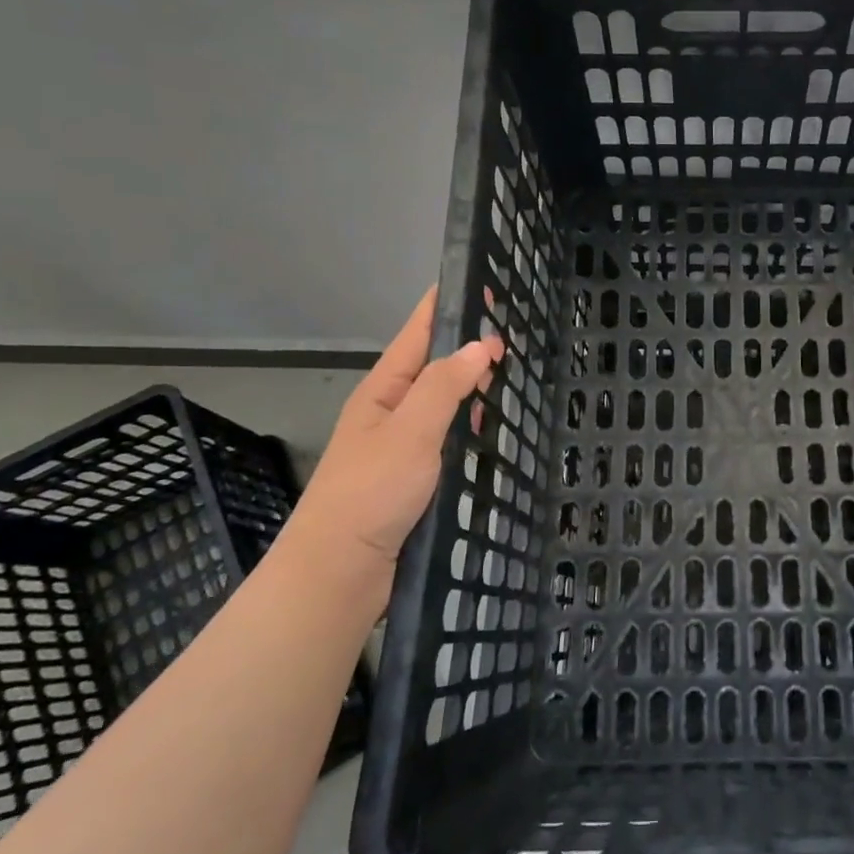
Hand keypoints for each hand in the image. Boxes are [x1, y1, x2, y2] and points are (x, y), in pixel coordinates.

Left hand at [284, 288, 501, 615]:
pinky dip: (473, 424)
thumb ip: (445, 385)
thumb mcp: (410, 430)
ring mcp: (403, 445)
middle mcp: (393, 411)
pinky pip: (450, 436)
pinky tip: (495, 427)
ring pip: (446, 402)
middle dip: (469, 343)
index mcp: (384, 390)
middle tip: (516, 328)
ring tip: (514, 369)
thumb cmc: (370, 493)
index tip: (482, 280)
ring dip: (474, 384)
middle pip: (435, 364)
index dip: (447, 304)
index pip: (419, 332)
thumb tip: (481, 344)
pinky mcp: (415, 476)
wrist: (338, 573)